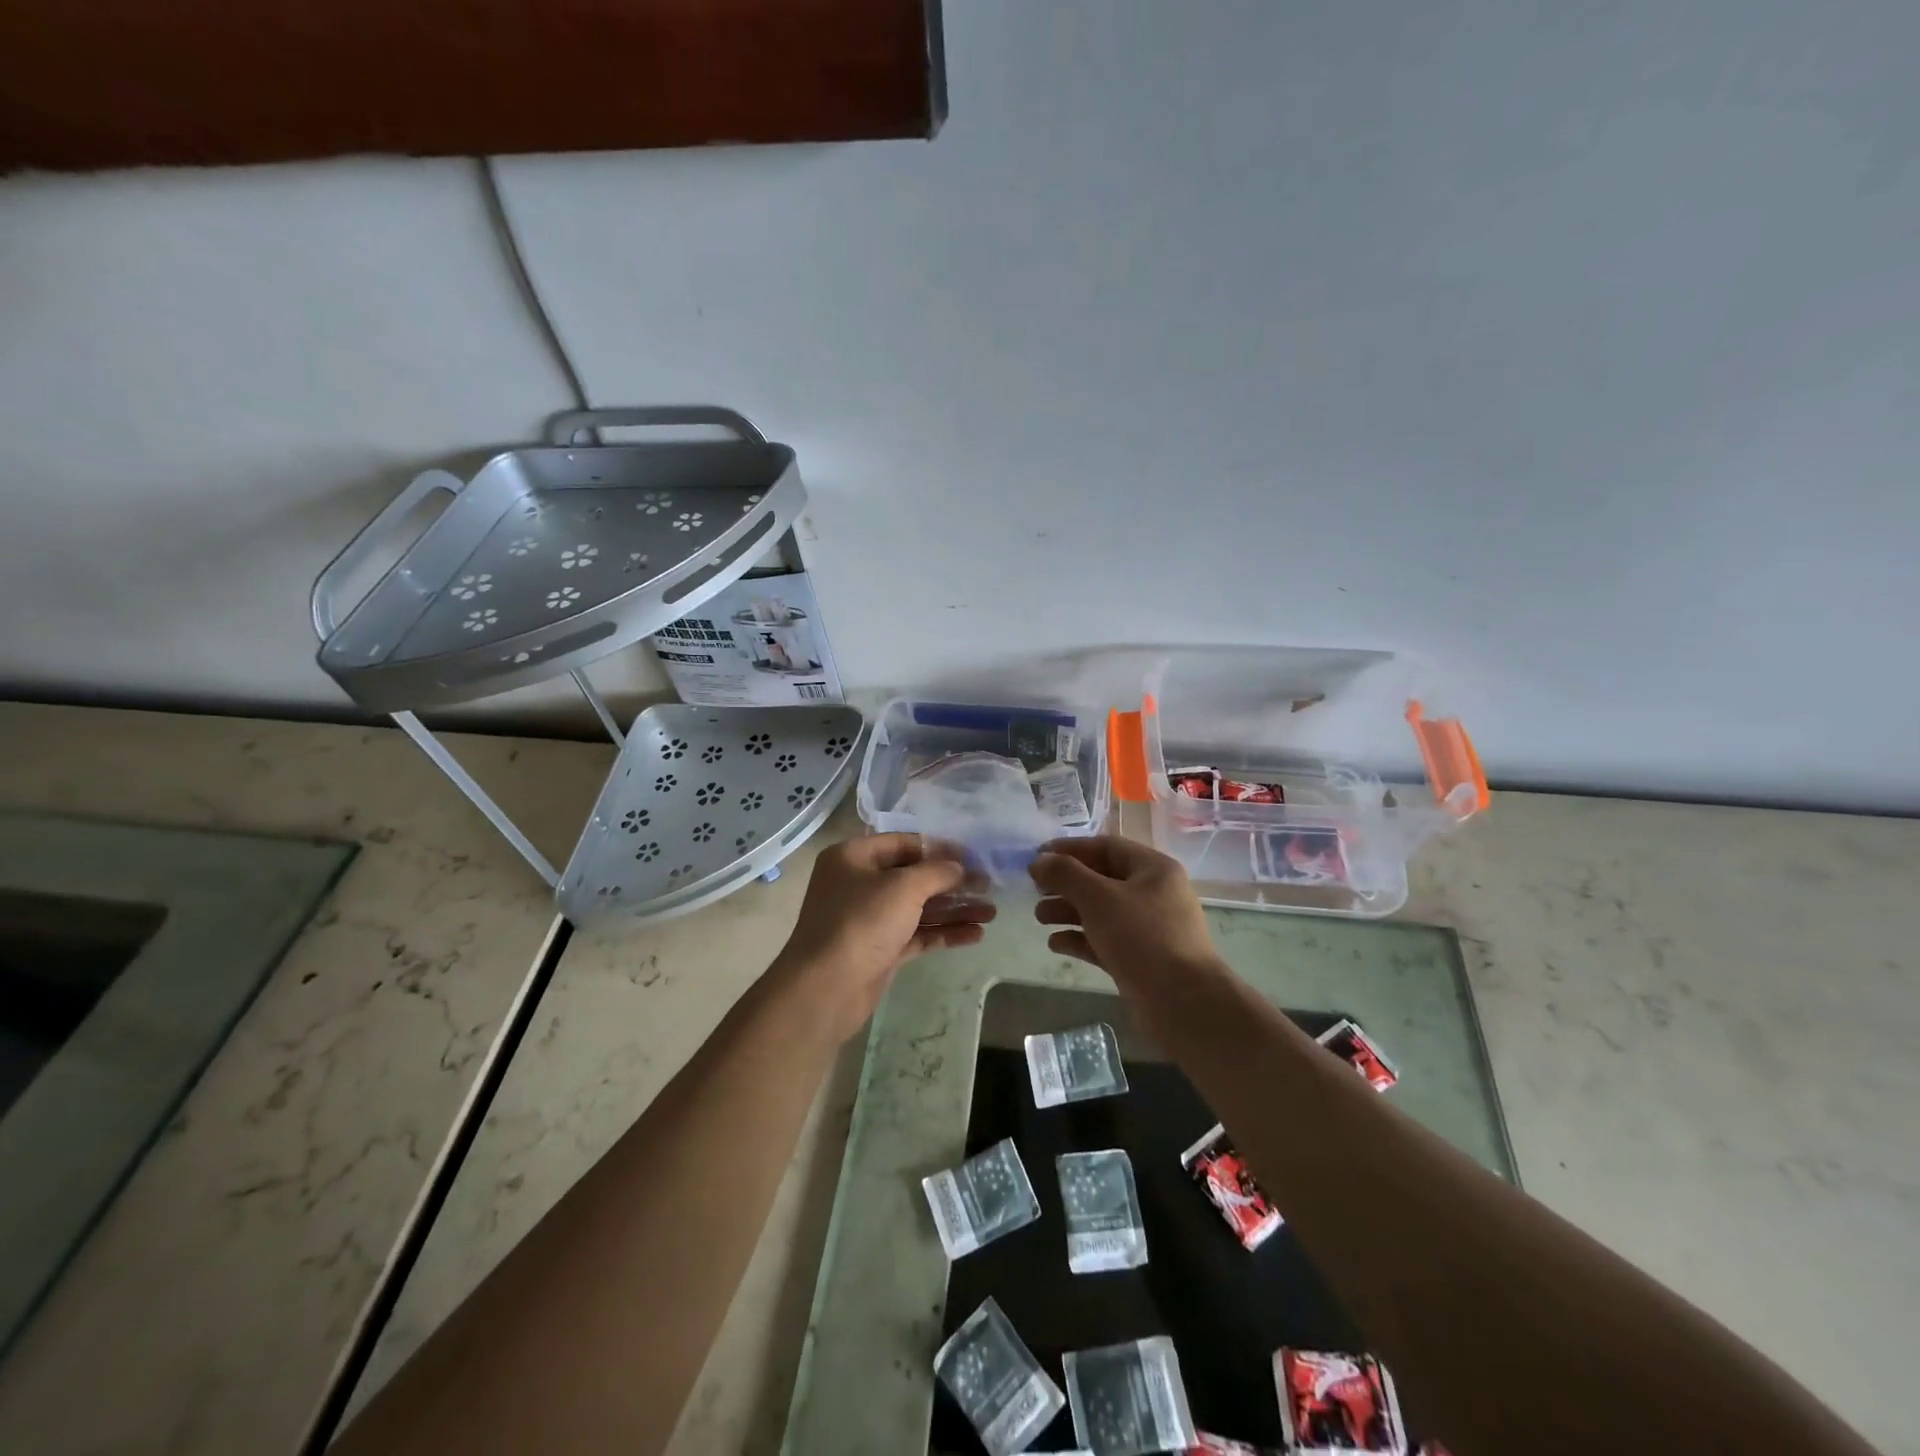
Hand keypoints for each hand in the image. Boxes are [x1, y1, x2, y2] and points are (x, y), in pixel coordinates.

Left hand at [775, 832, 994, 1037]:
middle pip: (914, 877)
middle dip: (952, 883)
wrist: (826, 988)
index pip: (904, 843)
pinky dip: (944, 933)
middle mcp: (860, 883)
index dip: (940, 848)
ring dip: (954, 909)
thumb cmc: (861, 922)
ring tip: (992, 913)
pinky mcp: (880, 950)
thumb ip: (937, 871)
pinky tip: (976, 935)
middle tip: (989, 886)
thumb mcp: (903, 887)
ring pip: (919, 908)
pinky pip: (917, 934)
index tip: (974, 857)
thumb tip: (959, 867)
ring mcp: (869, 919)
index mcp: (854, 857)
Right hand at [1029, 836, 1220, 986]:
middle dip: (1066, 884)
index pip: (1106, 847)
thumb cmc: (1141, 937)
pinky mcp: (1142, 960)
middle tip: (1035, 890)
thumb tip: (1039, 860)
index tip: (1037, 857)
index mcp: (1154, 869)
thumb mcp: (1098, 897)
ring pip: (1102, 911)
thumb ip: (1065, 874)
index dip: (1070, 849)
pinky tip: (1056, 944)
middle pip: (1102, 879)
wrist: (1182, 1003)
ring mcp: (1149, 929)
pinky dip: (1081, 939)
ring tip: (1039, 918)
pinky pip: (1106, 940)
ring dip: (1069, 911)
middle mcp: (1154, 894)